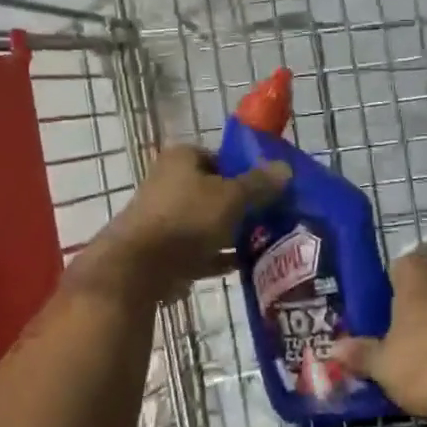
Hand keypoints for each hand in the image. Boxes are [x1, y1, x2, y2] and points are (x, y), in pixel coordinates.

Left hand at [86, 147, 290, 299]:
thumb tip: (285, 168)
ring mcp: (164, 218)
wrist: (140, 268)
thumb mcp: (232, 197)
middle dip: (242, 205)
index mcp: (181, 158)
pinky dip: (219, 255)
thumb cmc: (187, 219)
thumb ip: (259, 184)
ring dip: (232, 232)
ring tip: (266, 242)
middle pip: (215, 190)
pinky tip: (246, 265)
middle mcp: (169, 182)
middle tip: (273, 217)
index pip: (220, 157)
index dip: (245, 171)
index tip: (270, 189)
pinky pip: (200, 250)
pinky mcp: (164, 251)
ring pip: (207, 222)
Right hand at [334, 250, 426, 424]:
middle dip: (407, 309)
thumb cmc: (426, 362)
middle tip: (386, 334)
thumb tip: (335, 349)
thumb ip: (361, 355)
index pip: (402, 264)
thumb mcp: (382, 364)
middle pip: (423, 290)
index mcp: (415, 282)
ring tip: (409, 359)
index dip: (388, 280)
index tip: (375, 303)